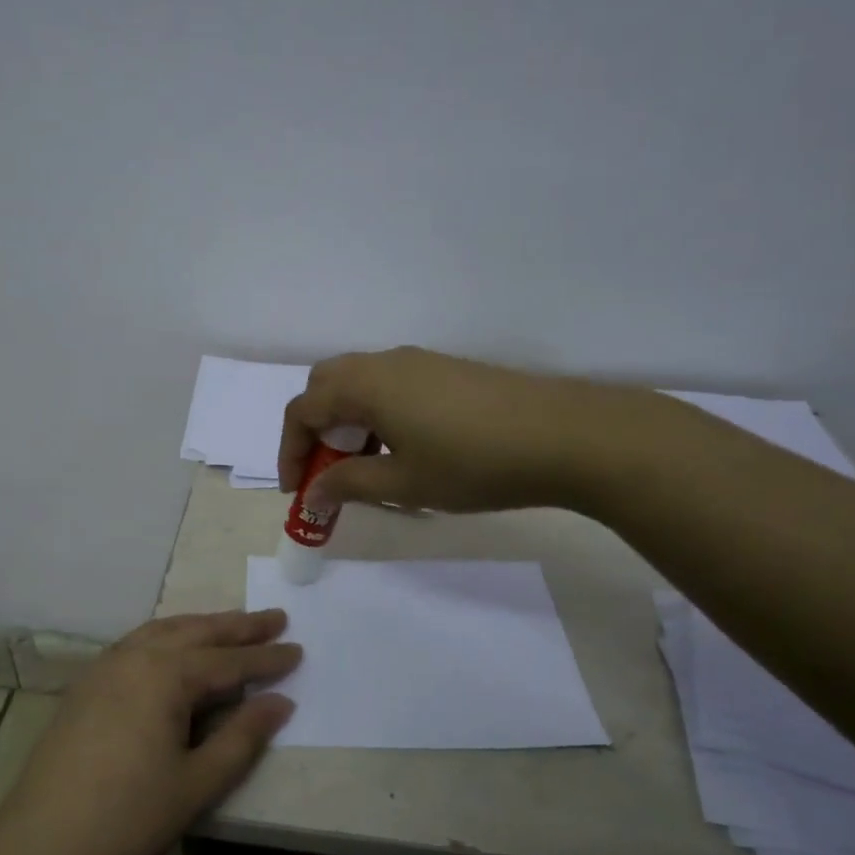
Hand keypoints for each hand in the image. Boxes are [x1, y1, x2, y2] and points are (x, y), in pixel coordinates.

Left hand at [0, 610, 298, 854]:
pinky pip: (138, 644)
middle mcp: (135, 656)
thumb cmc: (128, 819)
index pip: (229, 660)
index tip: (298, 649)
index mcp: (166, 674)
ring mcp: (105, 667)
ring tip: (231, 626)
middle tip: (274, 618)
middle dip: (238, 627)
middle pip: (197, 632)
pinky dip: (168, 637)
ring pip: (164, 631)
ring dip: (202, 626)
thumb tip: (280, 702)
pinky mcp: (86, 685)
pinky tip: (174, 649)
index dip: (266, 658)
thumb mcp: (197, 783)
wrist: (39, 850)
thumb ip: (242, 737)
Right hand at [280, 346, 647, 513]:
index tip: (298, 491)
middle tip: (326, 471)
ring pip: (360, 384)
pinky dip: (377, 414)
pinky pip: (391, 385)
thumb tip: (313, 493)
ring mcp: (420, 361)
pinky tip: (405, 448)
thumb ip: (348, 484)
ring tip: (366, 467)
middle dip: (315, 429)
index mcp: (365, 385)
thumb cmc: (473, 463)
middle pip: (326, 386)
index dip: (290, 451)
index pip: (303, 409)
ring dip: (347, 421)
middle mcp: (385, 362)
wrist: (563, 435)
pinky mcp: (447, 370)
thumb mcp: (404, 483)